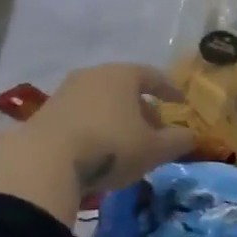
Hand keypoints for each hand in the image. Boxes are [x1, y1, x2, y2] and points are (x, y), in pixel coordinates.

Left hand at [30, 63, 195, 192]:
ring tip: (127, 143)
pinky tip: (98, 149)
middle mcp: (94, 74)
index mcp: (123, 75)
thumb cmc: (110, 146)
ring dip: (117, 118)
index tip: (180, 103)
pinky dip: (95, 126)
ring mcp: (66, 91)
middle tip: (155, 130)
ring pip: (101, 101)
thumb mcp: (153, 149)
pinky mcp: (46, 112)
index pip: (153, 76)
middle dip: (142, 108)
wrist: (45, 161)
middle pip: (125, 88)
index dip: (169, 90)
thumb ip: (177, 141)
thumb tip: (191, 136)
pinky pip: (81, 114)